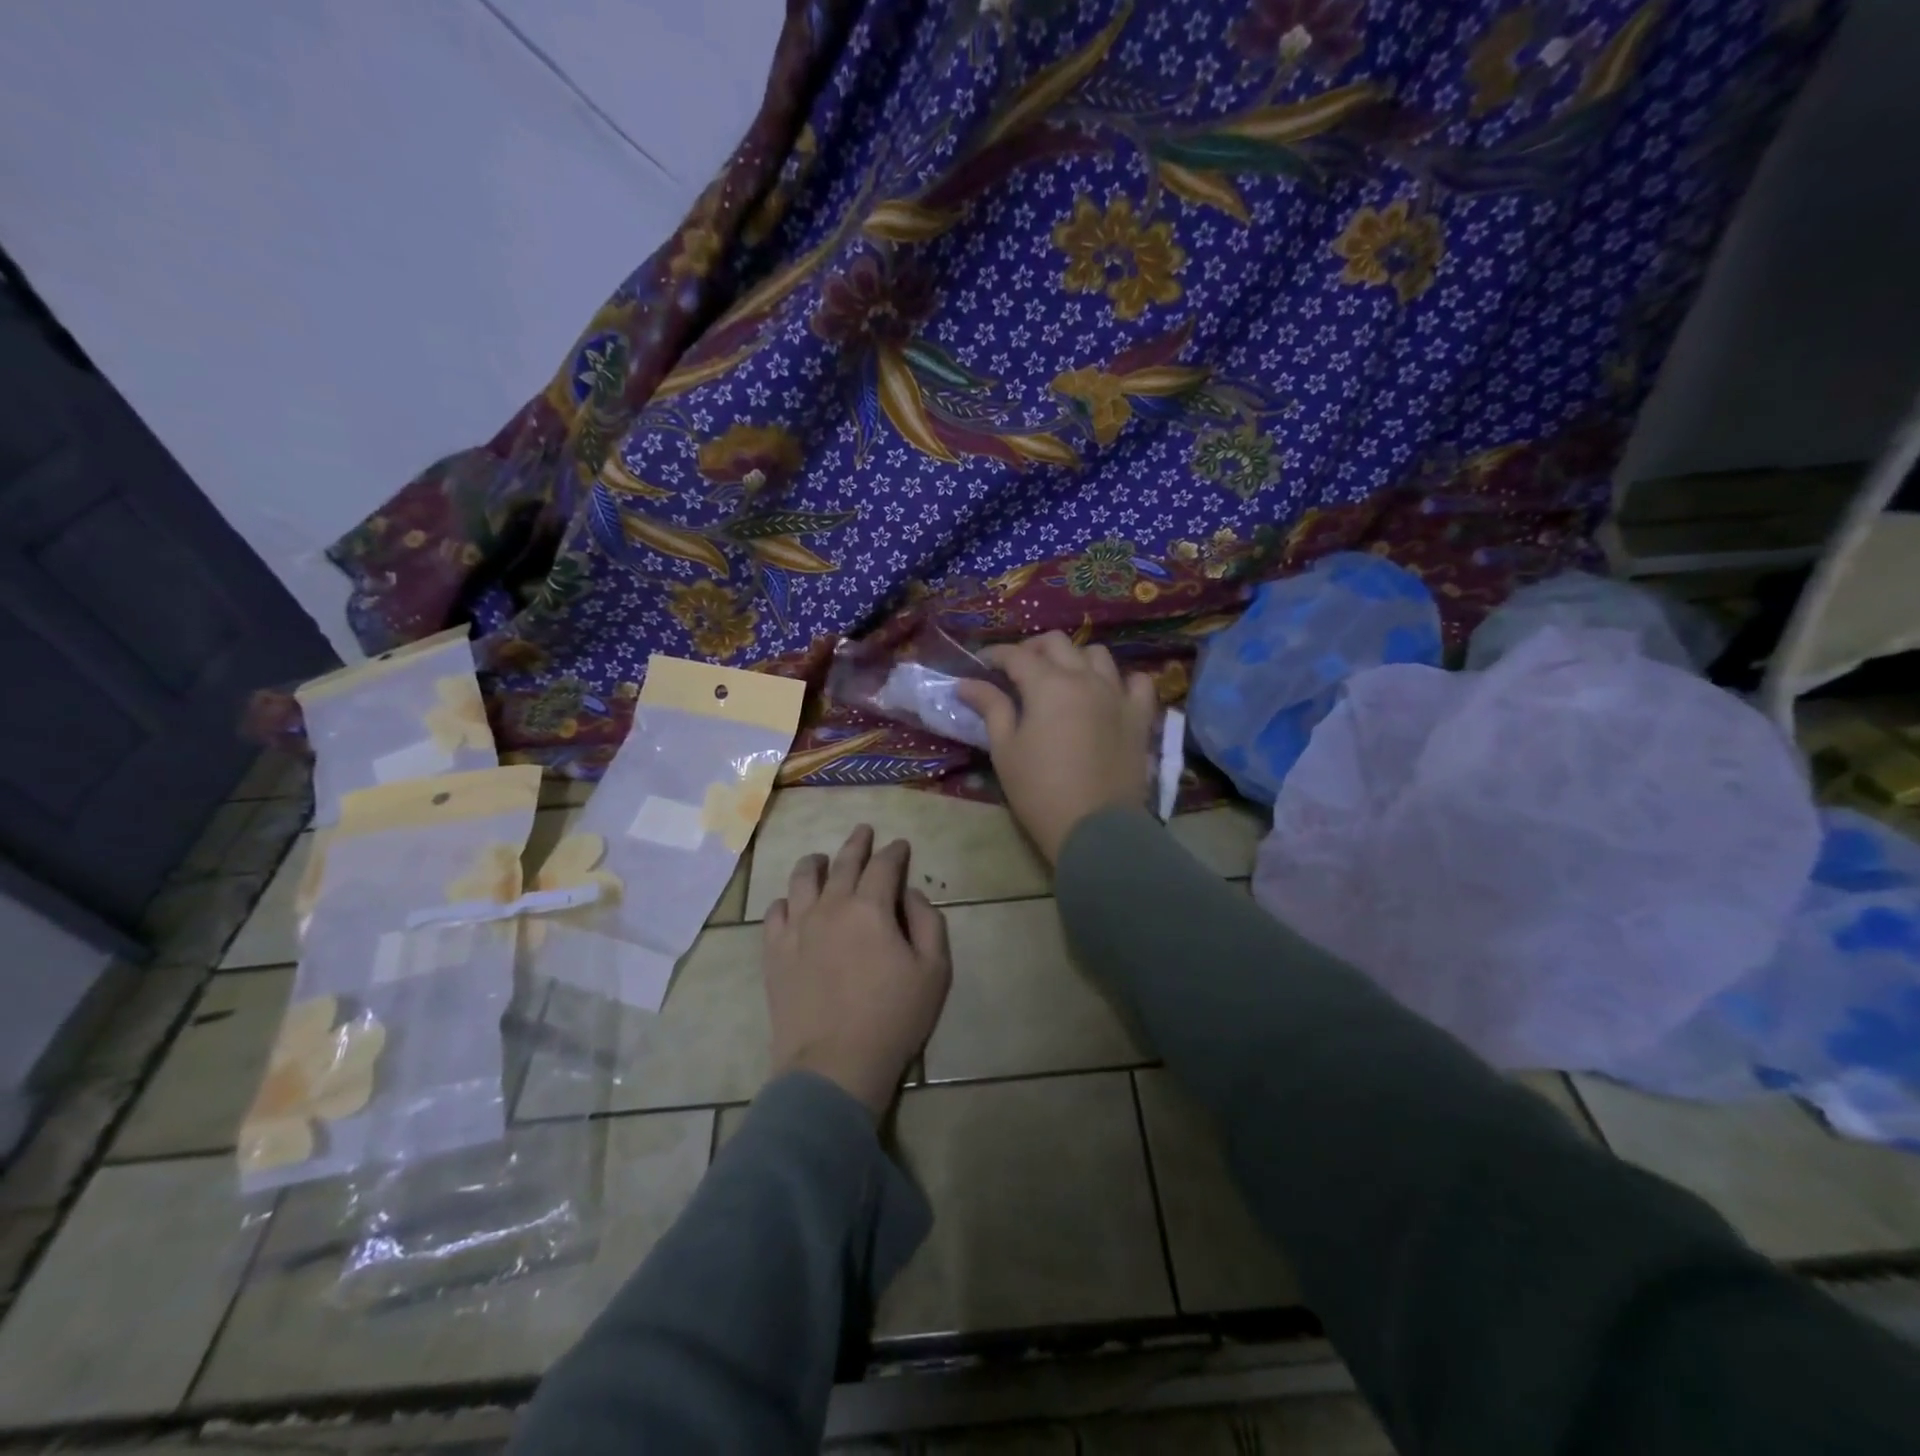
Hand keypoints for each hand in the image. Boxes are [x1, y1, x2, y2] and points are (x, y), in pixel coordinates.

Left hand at [763, 826, 952, 1118]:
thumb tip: (910, 894)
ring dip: (815, 863)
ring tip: (820, 859)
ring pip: (802, 880)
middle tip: (863, 831)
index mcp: (871, 907)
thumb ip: (929, 922)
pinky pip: (776, 912)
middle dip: (857, 844)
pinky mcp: (775, 952)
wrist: (834, 1065)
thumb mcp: (934, 971)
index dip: (895, 852)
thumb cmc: (893, 1018)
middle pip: (843, 863)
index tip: (900, 845)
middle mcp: (831, 906)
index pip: (884, 865)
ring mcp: (797, 928)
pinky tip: (792, 903)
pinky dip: (786, 900)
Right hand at [957, 631, 1157, 862]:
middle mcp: (1085, 678)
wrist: (1094, 828)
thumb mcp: (1005, 750)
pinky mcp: (1140, 717)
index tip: (981, 664)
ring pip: (1098, 654)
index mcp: (1048, 685)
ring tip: (1062, 678)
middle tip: (1017, 670)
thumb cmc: (1040, 790)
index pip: (1017, 655)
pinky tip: (1109, 692)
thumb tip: (967, 683)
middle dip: (1033, 649)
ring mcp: (1117, 695)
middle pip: (1058, 644)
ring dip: (1075, 658)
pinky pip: (1138, 682)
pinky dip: (1122, 680)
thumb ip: (991, 708)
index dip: (995, 655)